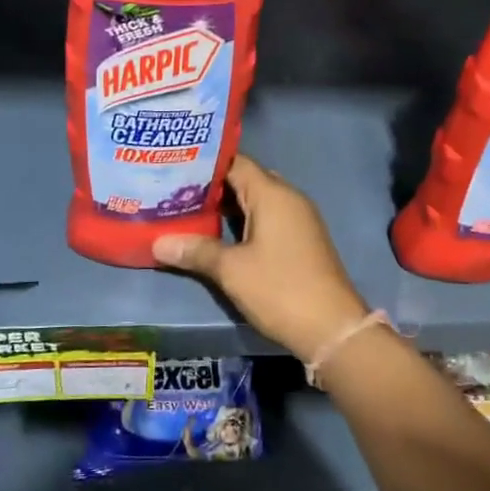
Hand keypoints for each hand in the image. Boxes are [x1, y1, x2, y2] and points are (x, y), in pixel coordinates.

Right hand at [151, 153, 367, 360]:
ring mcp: (298, 218)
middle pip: (245, 179)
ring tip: (188, 210)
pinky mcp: (300, 239)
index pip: (235, 162)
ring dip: (227, 205)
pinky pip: (267, 217)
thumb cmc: (280, 289)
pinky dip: (243, 221)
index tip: (173, 166)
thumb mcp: (232, 270)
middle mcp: (288, 197)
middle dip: (212, 185)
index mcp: (272, 194)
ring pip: (256, 200)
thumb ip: (196, 250)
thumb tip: (157, 242)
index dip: (204, 163)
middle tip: (173, 190)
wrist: (332, 328)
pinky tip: (219, 234)